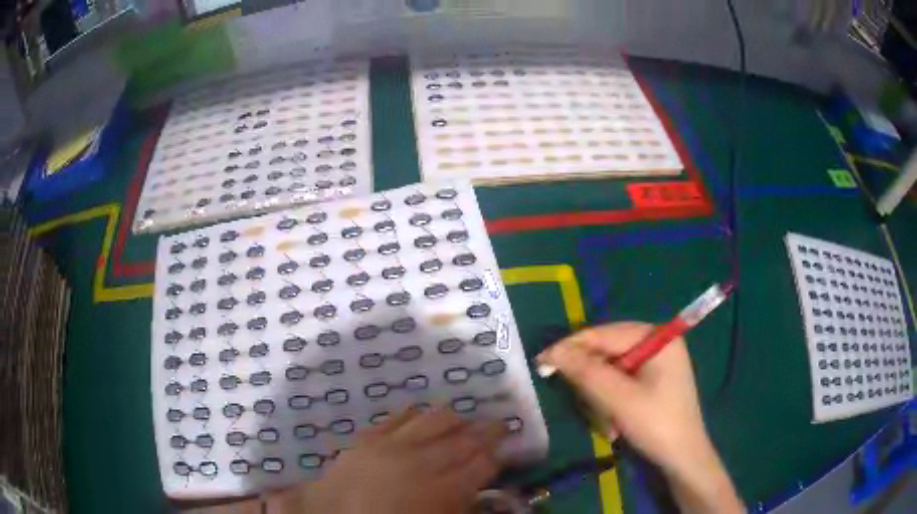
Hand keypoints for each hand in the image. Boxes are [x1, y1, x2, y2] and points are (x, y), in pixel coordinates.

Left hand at [266, 407, 506, 513]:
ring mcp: (392, 445)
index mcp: (440, 489)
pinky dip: (412, 412)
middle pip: (461, 441)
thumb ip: (458, 507)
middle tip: (499, 422)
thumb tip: (478, 493)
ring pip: (432, 422)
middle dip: (484, 431)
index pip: (479, 466)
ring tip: (464, 415)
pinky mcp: (367, 437)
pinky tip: (420, 409)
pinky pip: (396, 418)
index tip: (506, 447)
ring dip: (453, 417)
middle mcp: (421, 462)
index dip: (496, 455)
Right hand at [537, 322, 742, 513]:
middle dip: (592, 383)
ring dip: (601, 399)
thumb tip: (552, 352)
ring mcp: (655, 363)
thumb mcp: (619, 399)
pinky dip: (610, 403)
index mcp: (656, 338)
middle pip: (606, 353)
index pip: (603, 334)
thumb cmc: (656, 424)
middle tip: (587, 407)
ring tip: (606, 423)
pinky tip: (614, 424)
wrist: (683, 458)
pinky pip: (618, 383)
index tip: (541, 362)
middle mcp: (656, 343)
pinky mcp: (651, 380)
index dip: (571, 347)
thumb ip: (586, 372)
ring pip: (608, 371)